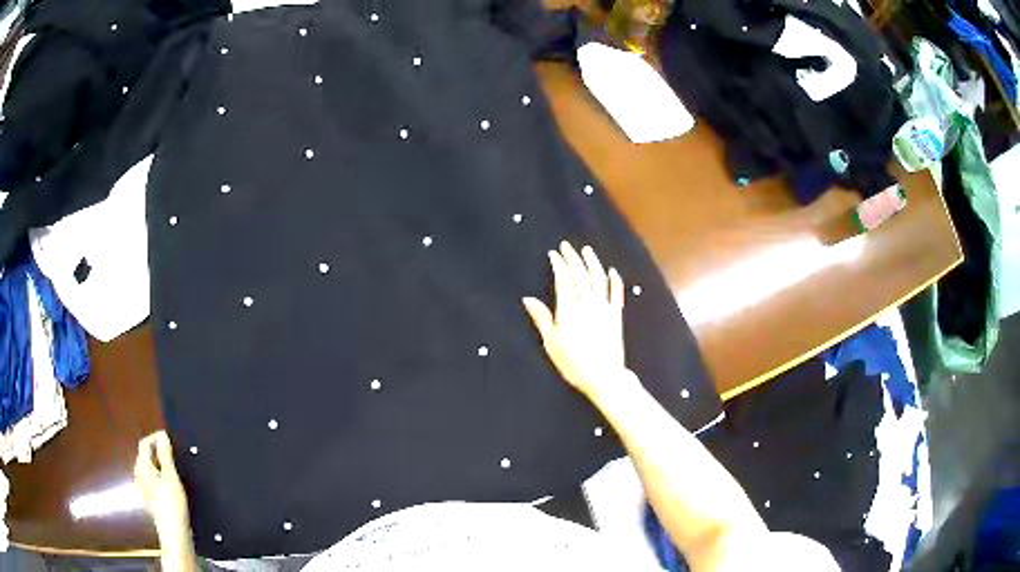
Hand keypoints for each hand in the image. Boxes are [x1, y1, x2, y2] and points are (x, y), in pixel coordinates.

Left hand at [134, 431, 190, 543]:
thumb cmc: (171, 502)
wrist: (173, 532)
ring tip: (174, 469)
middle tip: (174, 454)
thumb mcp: (171, 476)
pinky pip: (152, 480)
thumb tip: (163, 435)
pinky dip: (159, 477)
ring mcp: (142, 487)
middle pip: (145, 455)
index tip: (170, 439)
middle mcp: (138, 473)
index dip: (156, 438)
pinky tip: (171, 486)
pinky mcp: (149, 498)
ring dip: (159, 465)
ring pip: (149, 468)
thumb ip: (166, 455)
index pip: (145, 443)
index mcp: (141, 465)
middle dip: (158, 452)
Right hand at [523, 241, 636, 400]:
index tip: (554, 253)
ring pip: (599, 279)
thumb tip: (527, 299)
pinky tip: (612, 271)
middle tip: (566, 246)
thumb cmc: (573, 363)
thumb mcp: (551, 343)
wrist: (604, 376)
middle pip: (580, 275)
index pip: (564, 280)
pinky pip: (617, 292)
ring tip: (587, 250)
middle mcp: (587, 303)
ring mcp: (604, 307)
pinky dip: (614, 280)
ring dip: (592, 262)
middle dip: (573, 258)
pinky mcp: (616, 315)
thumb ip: (541, 318)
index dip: (559, 264)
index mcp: (569, 309)